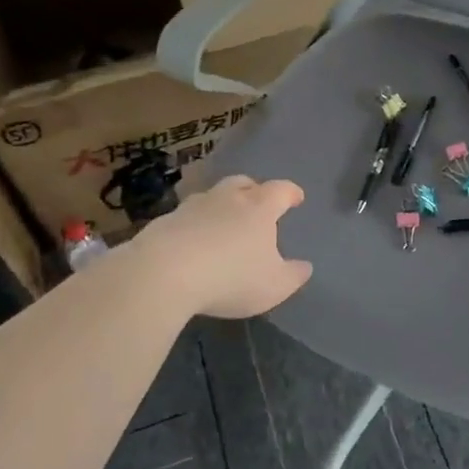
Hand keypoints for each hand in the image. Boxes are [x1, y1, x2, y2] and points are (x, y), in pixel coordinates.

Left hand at [131, 175, 313, 317]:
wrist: (164, 272)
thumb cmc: (230, 276)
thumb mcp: (273, 286)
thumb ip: (293, 275)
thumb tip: (305, 266)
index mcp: (259, 208)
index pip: (281, 191)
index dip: (291, 193)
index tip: (297, 198)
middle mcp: (227, 198)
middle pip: (243, 183)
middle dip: (253, 190)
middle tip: (258, 203)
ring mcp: (193, 206)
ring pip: (212, 196)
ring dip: (221, 205)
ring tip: (223, 222)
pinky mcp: (165, 220)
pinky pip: (186, 216)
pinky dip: (194, 223)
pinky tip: (192, 241)